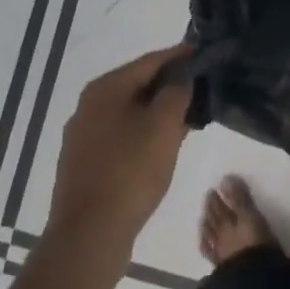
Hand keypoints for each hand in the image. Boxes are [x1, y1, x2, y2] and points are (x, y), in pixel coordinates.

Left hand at [47, 44, 192, 261]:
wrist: (89, 235)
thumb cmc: (130, 172)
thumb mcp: (163, 126)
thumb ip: (176, 93)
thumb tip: (181, 77)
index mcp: (105, 88)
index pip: (150, 61)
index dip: (180, 56)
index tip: (205, 53)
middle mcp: (89, 105)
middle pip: (138, 84)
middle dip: (171, 85)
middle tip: (203, 88)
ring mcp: (84, 135)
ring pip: (130, 111)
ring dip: (159, 111)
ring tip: (189, 118)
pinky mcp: (85, 162)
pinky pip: (122, 135)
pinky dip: (145, 132)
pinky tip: (163, 146)